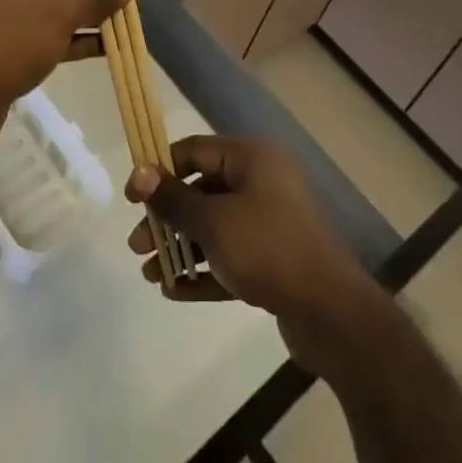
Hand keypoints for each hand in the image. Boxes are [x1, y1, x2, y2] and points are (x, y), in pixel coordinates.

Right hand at [127, 136, 381, 371]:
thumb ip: (174, 199)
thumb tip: (140, 173)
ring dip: (181, 247)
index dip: (160, 170)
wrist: (329, 311)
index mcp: (253, 158)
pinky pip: (230, 256)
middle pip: (203, 191)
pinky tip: (173, 290)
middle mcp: (263, 182)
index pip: (196, 151)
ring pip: (215, 227)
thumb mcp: (213, 221)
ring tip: (150, 273)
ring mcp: (270, 222)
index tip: (132, 199)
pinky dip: (204, 269)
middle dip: (167, 217)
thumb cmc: (267, 248)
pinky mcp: (274, 260)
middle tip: (137, 245)